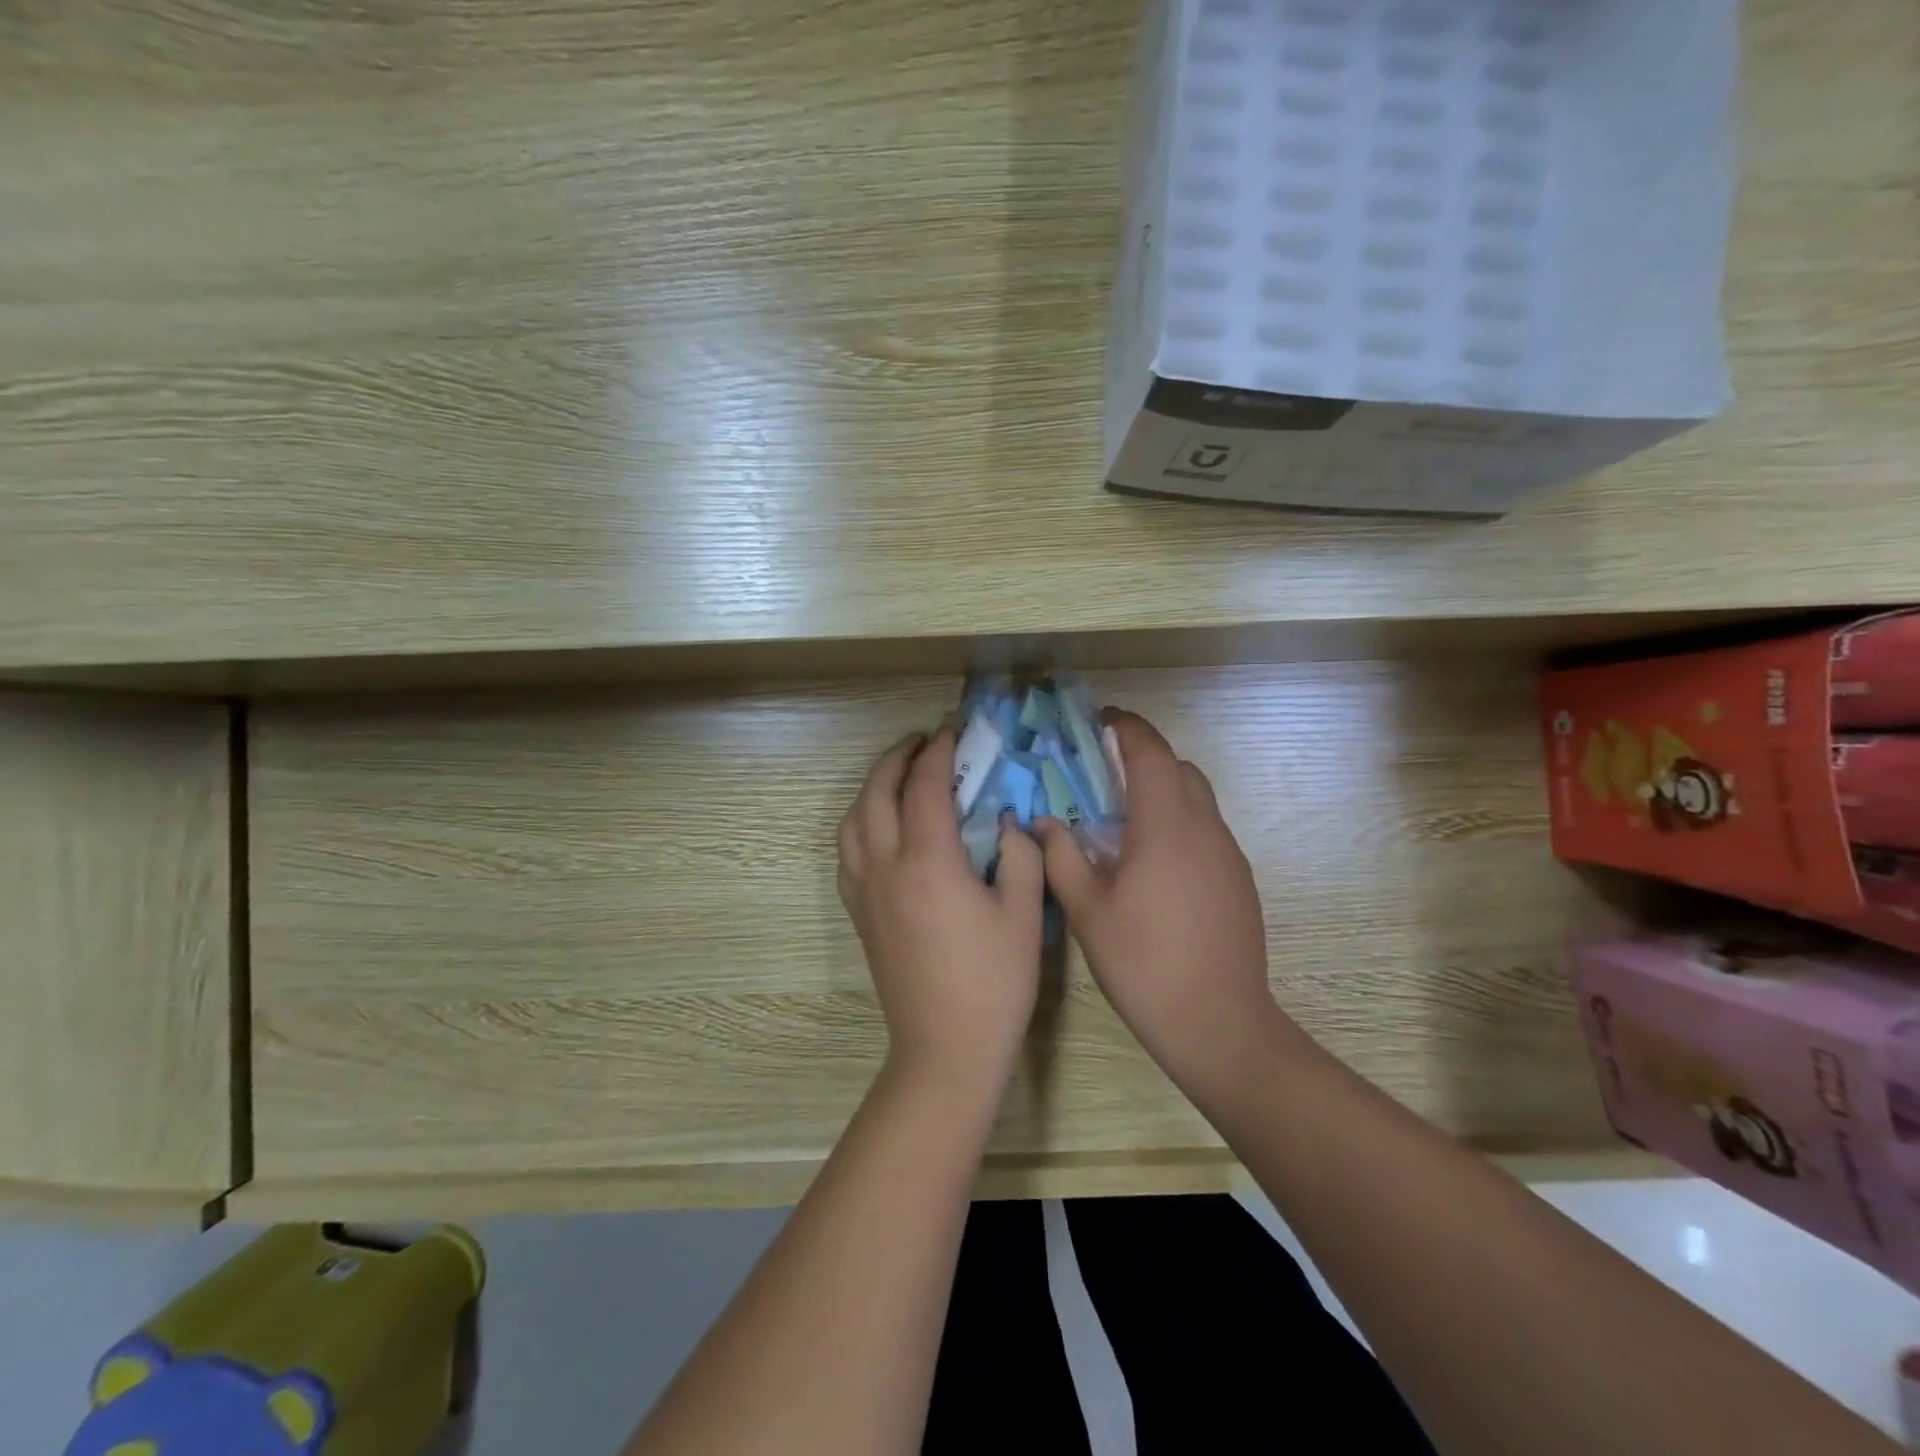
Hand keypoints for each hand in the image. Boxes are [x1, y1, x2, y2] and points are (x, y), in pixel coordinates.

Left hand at [838, 727, 1046, 1092]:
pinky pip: (847, 851)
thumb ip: (1018, 855)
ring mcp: (865, 891)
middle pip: (877, 792)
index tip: (952, 731)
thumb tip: (1006, 822)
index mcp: (928, 862)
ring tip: (898, 775)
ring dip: (872, 786)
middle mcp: (885, 866)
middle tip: (922, 741)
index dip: (939, 752)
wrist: (945, 1048)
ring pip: (853, 819)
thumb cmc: (993, 982)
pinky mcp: (858, 913)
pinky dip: (860, 822)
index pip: (925, 786)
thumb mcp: (1022, 914)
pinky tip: (880, 826)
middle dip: (897, 757)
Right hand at [1035, 711, 1293, 1100]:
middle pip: (1179, 768)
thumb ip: (1061, 856)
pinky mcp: (1239, 879)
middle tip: (1104, 775)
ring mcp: (1228, 854)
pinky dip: (1179, 823)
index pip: (1150, 752)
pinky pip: (1207, 830)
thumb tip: (1044, 822)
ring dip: (1163, 791)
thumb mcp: (1087, 910)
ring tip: (1124, 822)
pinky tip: (1154, 865)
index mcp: (1165, 826)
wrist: (1217, 1022)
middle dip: (1144, 758)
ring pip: (1197, 799)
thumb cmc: (1143, 962)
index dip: (1127, 727)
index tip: (1100, 720)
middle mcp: (1204, 828)